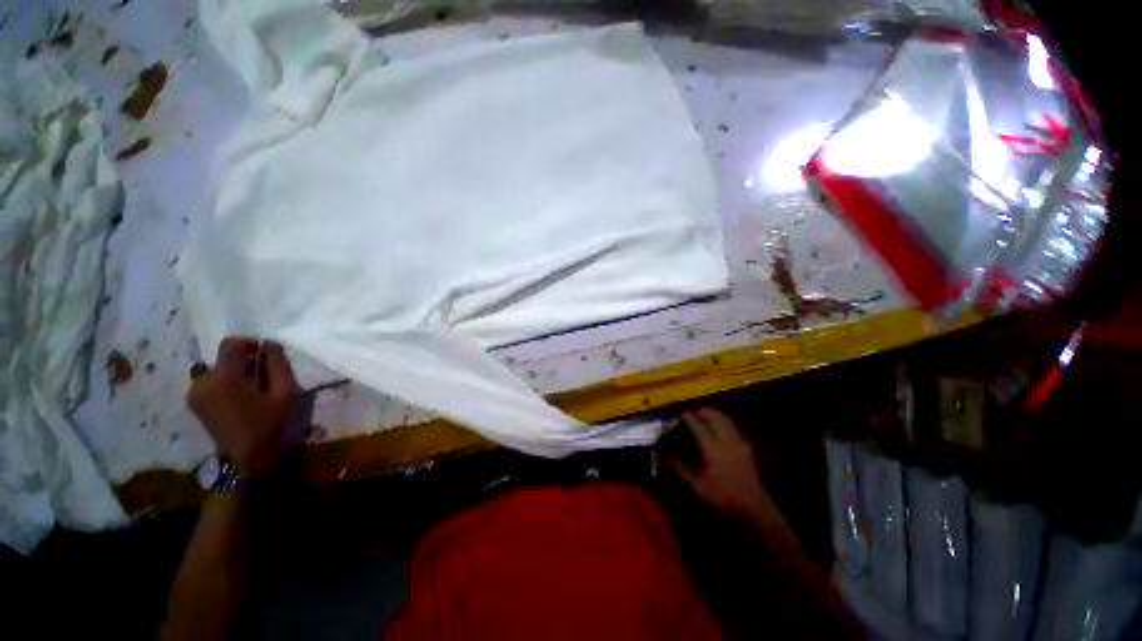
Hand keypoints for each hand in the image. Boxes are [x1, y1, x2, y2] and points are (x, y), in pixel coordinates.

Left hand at [187, 338, 297, 476]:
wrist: (244, 459)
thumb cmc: (269, 424)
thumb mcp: (284, 393)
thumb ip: (277, 365)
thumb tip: (269, 344)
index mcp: (226, 377)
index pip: (230, 343)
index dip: (248, 343)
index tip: (264, 354)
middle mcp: (204, 381)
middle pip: (223, 357)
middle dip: (243, 361)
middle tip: (262, 376)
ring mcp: (195, 393)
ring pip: (216, 369)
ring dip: (233, 372)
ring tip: (250, 390)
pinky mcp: (193, 402)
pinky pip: (209, 381)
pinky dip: (224, 382)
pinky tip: (237, 399)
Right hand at [668, 408, 782, 525]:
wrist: (753, 505)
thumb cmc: (723, 496)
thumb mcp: (698, 486)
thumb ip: (682, 469)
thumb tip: (667, 456)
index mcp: (712, 449)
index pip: (698, 427)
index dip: (690, 418)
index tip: (682, 414)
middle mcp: (725, 441)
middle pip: (714, 419)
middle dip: (704, 412)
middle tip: (695, 411)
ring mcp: (738, 442)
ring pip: (726, 420)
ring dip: (715, 414)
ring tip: (707, 412)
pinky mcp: (746, 447)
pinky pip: (734, 427)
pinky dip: (725, 420)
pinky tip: (722, 424)